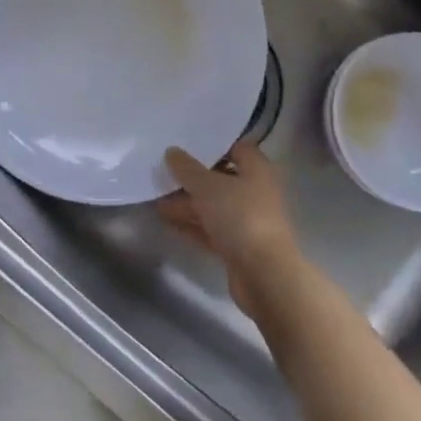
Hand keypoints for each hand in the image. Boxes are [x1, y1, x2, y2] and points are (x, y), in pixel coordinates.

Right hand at [157, 142, 304, 317]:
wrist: (264, 274)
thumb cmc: (240, 217)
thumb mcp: (208, 186)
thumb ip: (187, 168)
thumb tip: (172, 152)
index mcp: (257, 171)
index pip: (236, 149)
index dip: (212, 146)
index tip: (185, 145)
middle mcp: (255, 192)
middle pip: (221, 179)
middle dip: (192, 178)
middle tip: (164, 173)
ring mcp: (247, 221)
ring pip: (214, 206)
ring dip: (187, 202)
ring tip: (156, 198)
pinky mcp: (238, 246)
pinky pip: (211, 229)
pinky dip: (191, 224)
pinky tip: (166, 219)